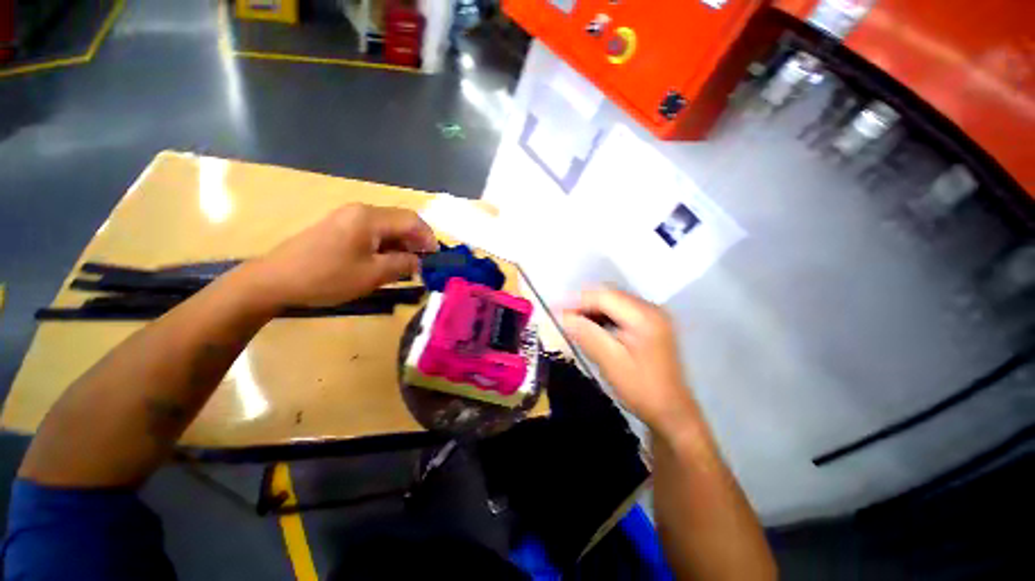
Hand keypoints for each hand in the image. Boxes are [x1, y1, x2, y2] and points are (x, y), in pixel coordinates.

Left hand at [249, 204, 437, 307]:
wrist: (275, 280)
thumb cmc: (327, 277)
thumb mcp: (372, 274)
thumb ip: (403, 264)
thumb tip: (419, 261)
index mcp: (370, 217)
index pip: (412, 220)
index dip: (429, 238)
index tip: (437, 258)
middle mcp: (361, 211)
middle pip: (400, 221)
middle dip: (417, 242)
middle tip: (424, 265)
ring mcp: (348, 218)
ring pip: (387, 227)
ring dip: (402, 245)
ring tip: (407, 267)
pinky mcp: (340, 227)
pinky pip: (373, 232)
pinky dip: (386, 246)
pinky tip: (386, 262)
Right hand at [561, 288, 697, 434]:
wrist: (671, 412)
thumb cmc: (641, 389)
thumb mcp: (610, 362)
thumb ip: (587, 335)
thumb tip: (562, 315)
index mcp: (644, 316)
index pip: (604, 296)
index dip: (577, 300)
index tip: (555, 307)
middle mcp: (651, 308)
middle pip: (610, 295)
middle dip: (583, 303)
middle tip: (561, 315)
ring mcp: (652, 315)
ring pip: (614, 302)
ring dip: (591, 309)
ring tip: (572, 321)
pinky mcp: (650, 324)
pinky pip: (620, 311)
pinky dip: (603, 316)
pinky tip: (591, 326)